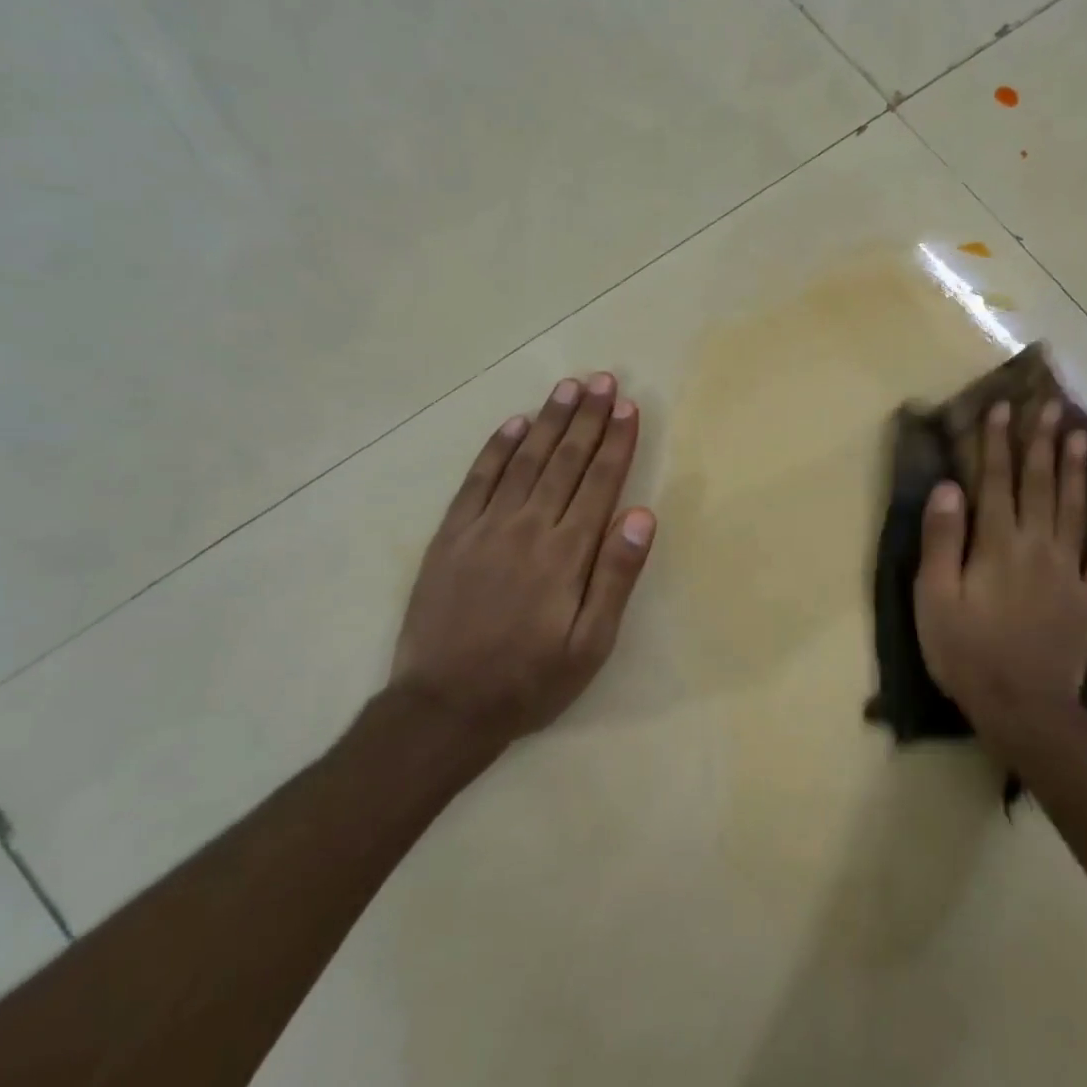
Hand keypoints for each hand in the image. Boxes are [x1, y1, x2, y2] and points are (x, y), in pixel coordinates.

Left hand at [391, 372, 656, 750]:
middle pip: (564, 461)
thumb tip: (642, 516)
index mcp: (566, 554)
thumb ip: (616, 577)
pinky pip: (476, 480)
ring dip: (548, 421)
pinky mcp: (451, 536)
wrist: (444, 706)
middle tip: (603, 380)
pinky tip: (513, 424)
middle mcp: (527, 527)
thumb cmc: (530, 681)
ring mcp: (484, 527)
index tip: (628, 407)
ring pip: (523, 460)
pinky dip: (496, 448)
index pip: (599, 483)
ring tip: (567, 388)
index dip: (616, 443)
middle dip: (587, 418)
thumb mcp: (590, 645)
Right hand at [912, 400, 1086, 759]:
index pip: (996, 483)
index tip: (1002, 408)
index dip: (997, 444)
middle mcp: (1037, 547)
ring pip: (1075, 511)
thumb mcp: (934, 598)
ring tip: (1082, 436)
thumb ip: (942, 541)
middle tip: (1049, 406)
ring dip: (1078, 472)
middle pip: (1040, 486)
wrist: (1022, 707)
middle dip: (1042, 444)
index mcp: (996, 545)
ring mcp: (1070, 572)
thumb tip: (950, 487)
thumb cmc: (966, 652)